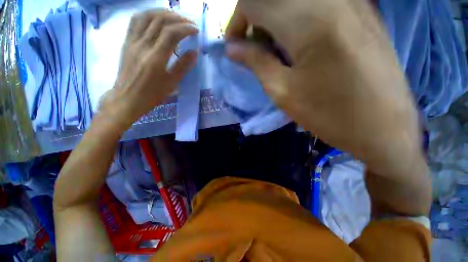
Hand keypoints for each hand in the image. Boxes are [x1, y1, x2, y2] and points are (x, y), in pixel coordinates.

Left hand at [99, 9, 197, 131]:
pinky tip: (157, 18)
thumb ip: (183, 66)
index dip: (185, 28)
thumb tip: (194, 52)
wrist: (126, 98)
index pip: (171, 33)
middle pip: (160, 20)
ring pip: (147, 16)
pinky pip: (135, 21)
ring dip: (163, 13)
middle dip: (178, 18)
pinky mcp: (126, 42)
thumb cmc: (152, 95)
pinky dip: (148, 14)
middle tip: (189, 23)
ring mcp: (132, 41)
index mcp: (155, 58)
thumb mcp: (171, 83)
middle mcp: (142, 45)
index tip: (196, 30)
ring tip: (175, 17)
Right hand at [225, 0, 421, 174]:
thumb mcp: (282, 92)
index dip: (237, 21)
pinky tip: (298, 43)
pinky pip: (317, 3)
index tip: (234, 46)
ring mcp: (353, 1)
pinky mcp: (363, 10)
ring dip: (274, 20)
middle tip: (254, 50)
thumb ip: (256, 62)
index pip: (254, 1)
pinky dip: (295, 19)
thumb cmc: (329, 116)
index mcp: (309, 21)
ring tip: (274, 50)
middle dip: (254, 20)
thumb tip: (232, 48)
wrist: (384, 128)